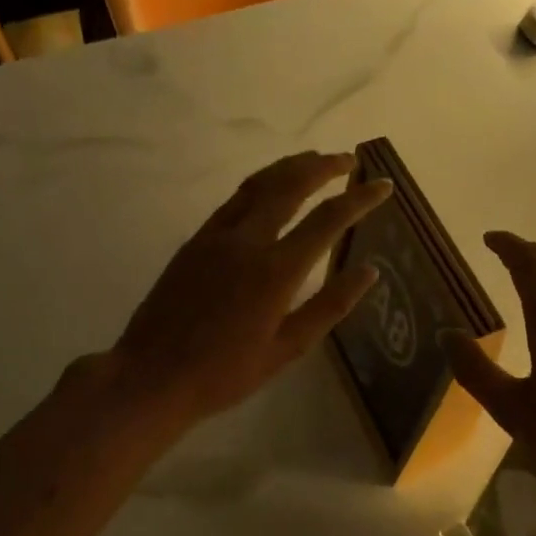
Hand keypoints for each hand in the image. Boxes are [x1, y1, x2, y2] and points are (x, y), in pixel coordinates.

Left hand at [106, 151, 390, 434]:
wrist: (152, 376)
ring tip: (315, 159)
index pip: (328, 220)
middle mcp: (248, 242)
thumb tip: (369, 272)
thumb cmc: (226, 372)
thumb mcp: (288, 348)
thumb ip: (330, 305)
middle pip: (291, 186)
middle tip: (349, 160)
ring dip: (290, 167)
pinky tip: (270, 187)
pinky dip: (260, 184)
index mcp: (276, 271)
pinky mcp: (195, 241)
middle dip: (324, 167)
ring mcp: (217, 237)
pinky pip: (234, 200)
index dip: (359, 199)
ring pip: (259, 184)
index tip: (383, 185)